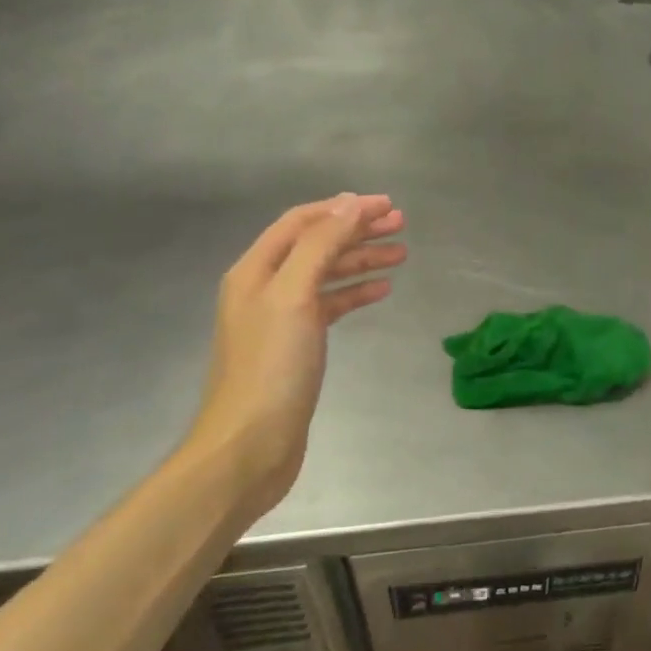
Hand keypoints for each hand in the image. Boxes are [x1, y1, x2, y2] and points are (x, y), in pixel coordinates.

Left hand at [188, 194, 405, 519]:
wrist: (248, 446)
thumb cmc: (271, 367)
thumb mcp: (295, 295)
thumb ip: (321, 246)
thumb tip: (350, 205)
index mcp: (256, 270)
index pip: (302, 222)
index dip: (344, 208)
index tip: (386, 204)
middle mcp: (266, 287)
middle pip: (317, 245)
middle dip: (358, 231)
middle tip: (401, 225)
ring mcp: (281, 318)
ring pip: (327, 274)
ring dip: (362, 260)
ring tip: (401, 254)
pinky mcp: (297, 345)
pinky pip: (331, 305)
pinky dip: (356, 292)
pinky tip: (382, 290)